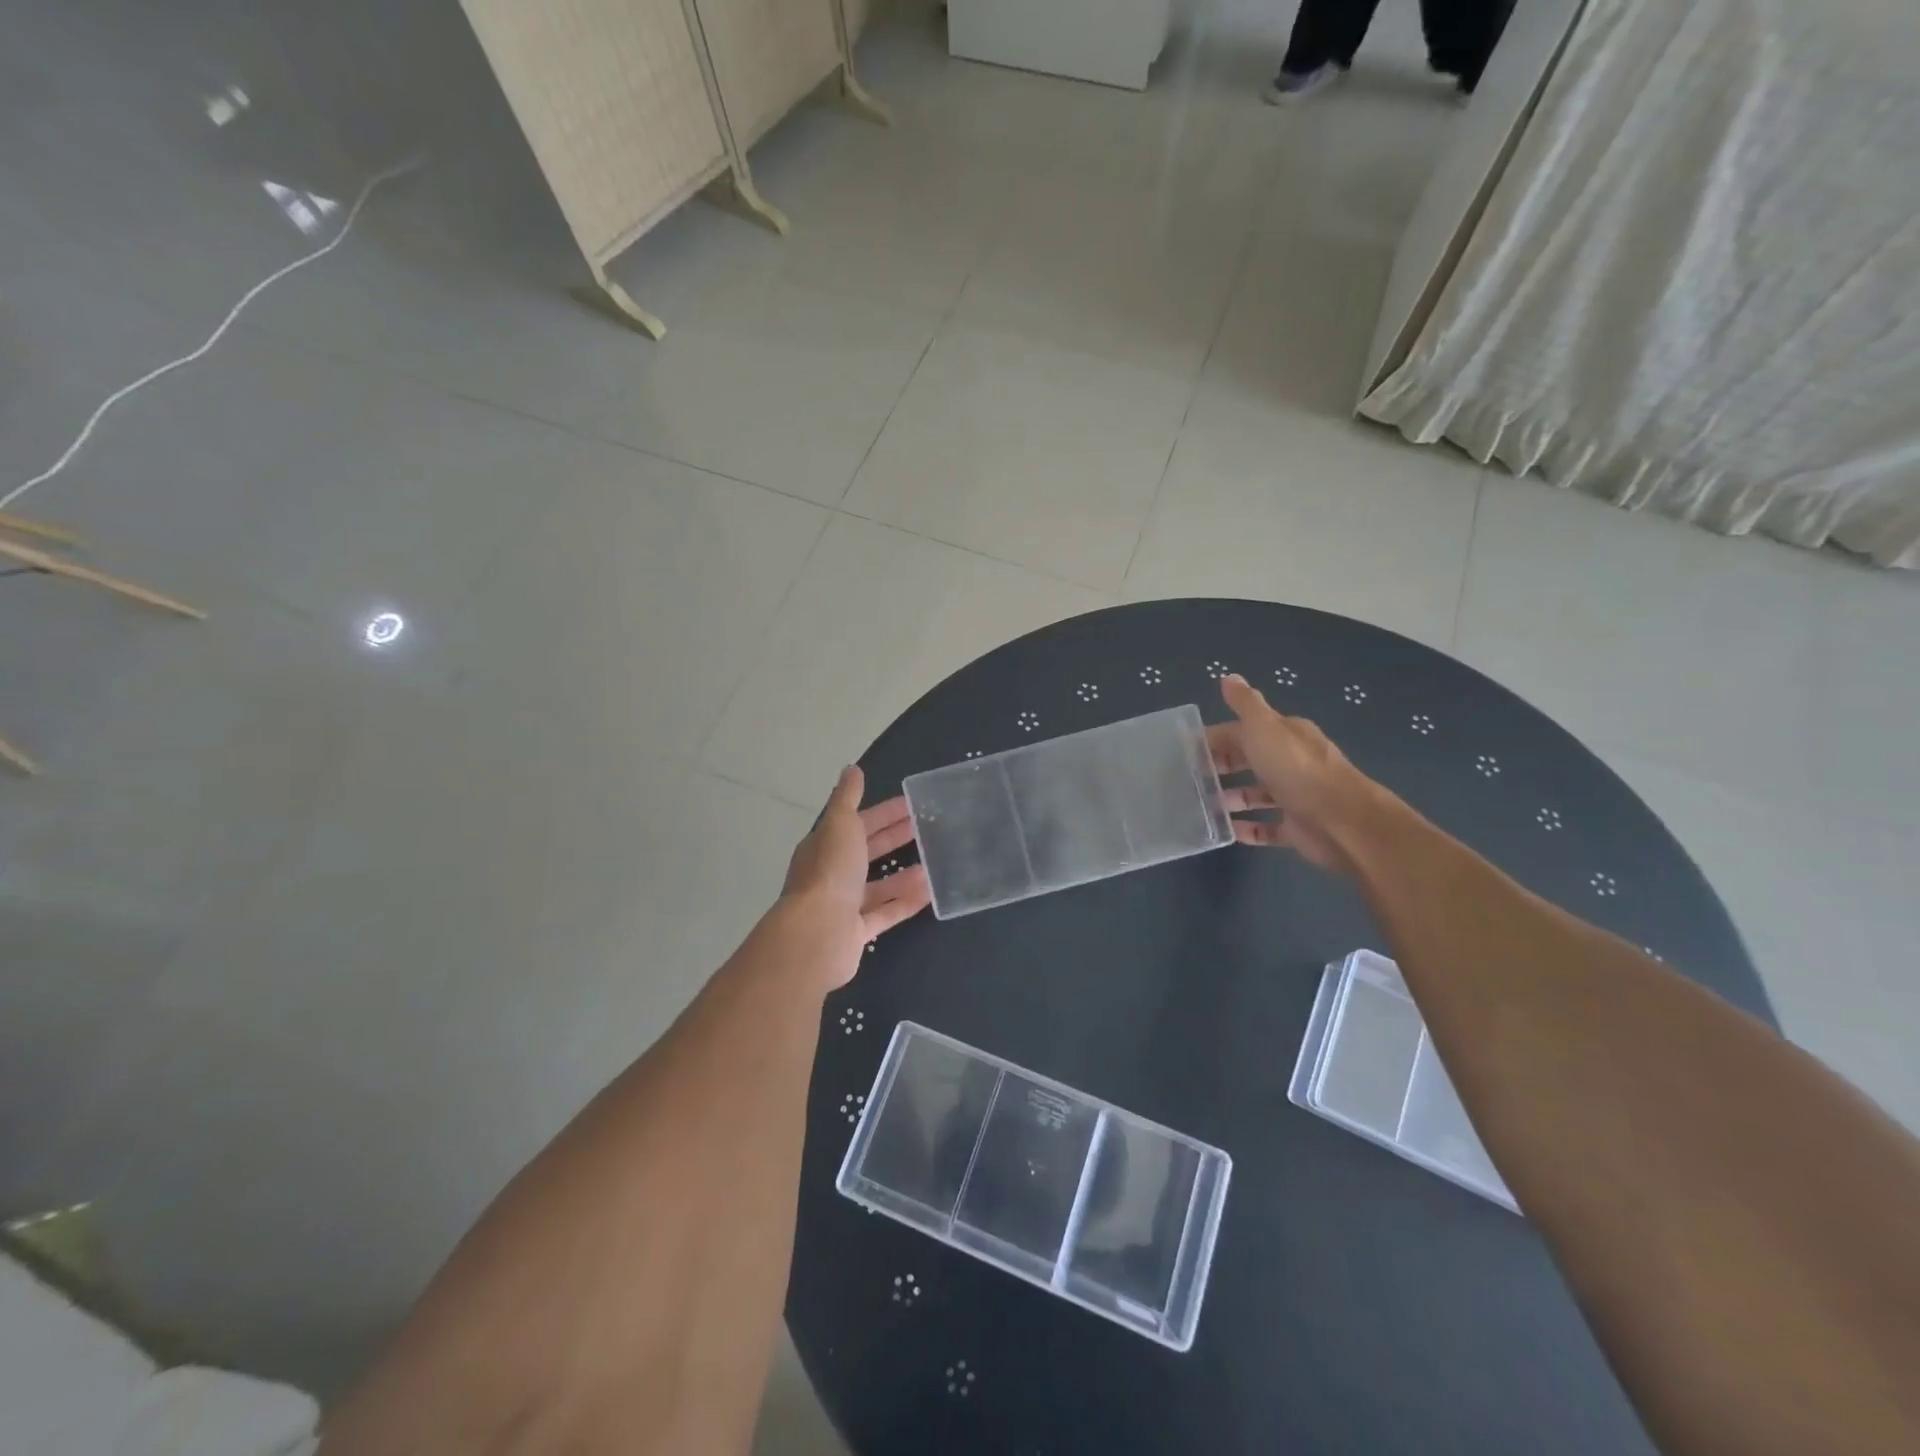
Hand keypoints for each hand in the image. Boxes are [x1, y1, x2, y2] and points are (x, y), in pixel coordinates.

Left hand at [781, 765, 930, 983]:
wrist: (817, 934)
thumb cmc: (830, 872)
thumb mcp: (840, 824)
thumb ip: (847, 797)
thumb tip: (852, 769)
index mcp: (825, 845)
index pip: (858, 823)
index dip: (884, 812)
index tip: (912, 804)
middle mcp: (832, 874)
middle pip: (867, 852)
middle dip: (894, 837)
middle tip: (927, 828)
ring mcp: (843, 905)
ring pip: (878, 885)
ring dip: (904, 872)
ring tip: (934, 862)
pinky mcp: (857, 932)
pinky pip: (886, 913)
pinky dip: (906, 901)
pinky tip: (929, 892)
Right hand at [1208, 674, 1392, 874]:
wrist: (1340, 820)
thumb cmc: (1295, 768)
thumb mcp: (1264, 727)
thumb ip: (1245, 703)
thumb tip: (1229, 677)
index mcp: (1285, 735)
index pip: (1243, 731)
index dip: (1215, 738)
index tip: (1186, 751)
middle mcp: (1291, 762)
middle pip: (1249, 761)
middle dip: (1221, 767)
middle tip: (1189, 779)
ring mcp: (1295, 796)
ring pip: (1257, 794)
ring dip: (1231, 798)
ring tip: (1203, 806)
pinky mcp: (1296, 828)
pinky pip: (1267, 827)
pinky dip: (1247, 829)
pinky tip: (1227, 831)